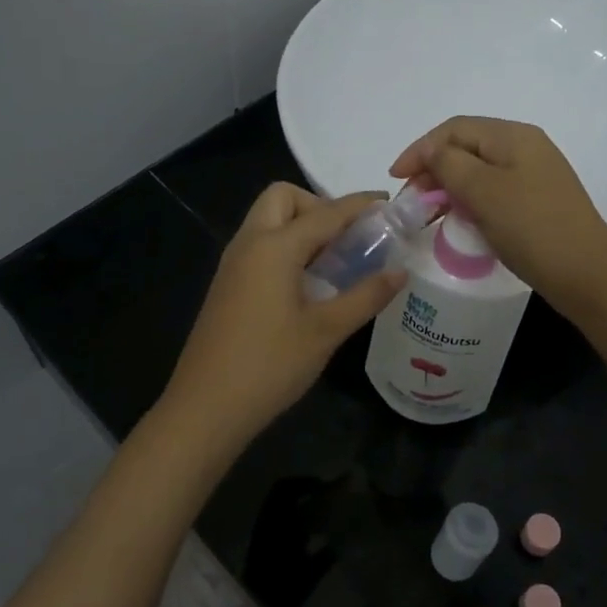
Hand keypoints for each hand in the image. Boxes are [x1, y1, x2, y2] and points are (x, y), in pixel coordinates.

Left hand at [158, 184, 404, 454]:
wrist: (206, 407)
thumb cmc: (270, 365)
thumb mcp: (325, 331)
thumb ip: (365, 296)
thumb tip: (400, 272)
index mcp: (274, 247)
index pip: (325, 212)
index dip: (359, 205)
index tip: (389, 204)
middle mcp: (249, 244)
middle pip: (283, 199)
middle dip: (319, 205)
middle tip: (349, 239)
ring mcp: (233, 264)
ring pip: (268, 221)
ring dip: (302, 226)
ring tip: (336, 261)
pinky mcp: (227, 285)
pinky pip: (260, 246)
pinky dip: (286, 247)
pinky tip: (308, 284)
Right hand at [389, 116, 606, 317]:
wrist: (587, 276)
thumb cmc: (532, 229)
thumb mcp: (483, 192)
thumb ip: (449, 164)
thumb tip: (430, 150)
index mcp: (513, 136)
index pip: (454, 129)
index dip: (420, 149)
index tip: (395, 179)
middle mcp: (525, 148)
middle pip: (466, 147)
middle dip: (432, 169)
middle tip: (411, 201)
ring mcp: (534, 176)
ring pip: (478, 172)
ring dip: (448, 188)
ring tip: (428, 214)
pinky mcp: (536, 202)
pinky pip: (493, 192)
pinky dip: (469, 202)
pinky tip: (458, 222)